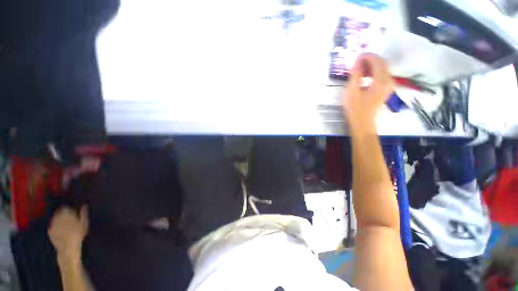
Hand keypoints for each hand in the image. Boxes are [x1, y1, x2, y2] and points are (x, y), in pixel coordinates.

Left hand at [48, 206, 88, 258]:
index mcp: (66, 213)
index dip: (69, 209)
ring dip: (59, 220)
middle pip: (59, 212)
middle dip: (63, 214)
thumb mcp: (84, 223)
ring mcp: (52, 224)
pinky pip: (52, 226)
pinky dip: (56, 227)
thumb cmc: (78, 235)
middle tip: (69, 218)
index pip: (66, 207)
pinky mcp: (49, 231)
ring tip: (65, 225)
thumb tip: (85, 204)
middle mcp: (57, 217)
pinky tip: (60, 231)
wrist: (67, 248)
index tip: (74, 213)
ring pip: (55, 218)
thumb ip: (83, 213)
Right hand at [343, 53, 392, 133]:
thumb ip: (355, 75)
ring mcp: (388, 86)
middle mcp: (388, 81)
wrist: (363, 124)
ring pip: (383, 69)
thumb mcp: (352, 91)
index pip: (377, 61)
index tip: (356, 57)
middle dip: (370, 60)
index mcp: (380, 81)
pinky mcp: (385, 90)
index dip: (367, 56)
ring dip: (372, 66)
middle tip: (357, 62)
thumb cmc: (355, 109)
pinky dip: (374, 73)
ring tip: (359, 69)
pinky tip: (365, 77)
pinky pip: (382, 76)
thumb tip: (357, 61)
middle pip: (382, 64)